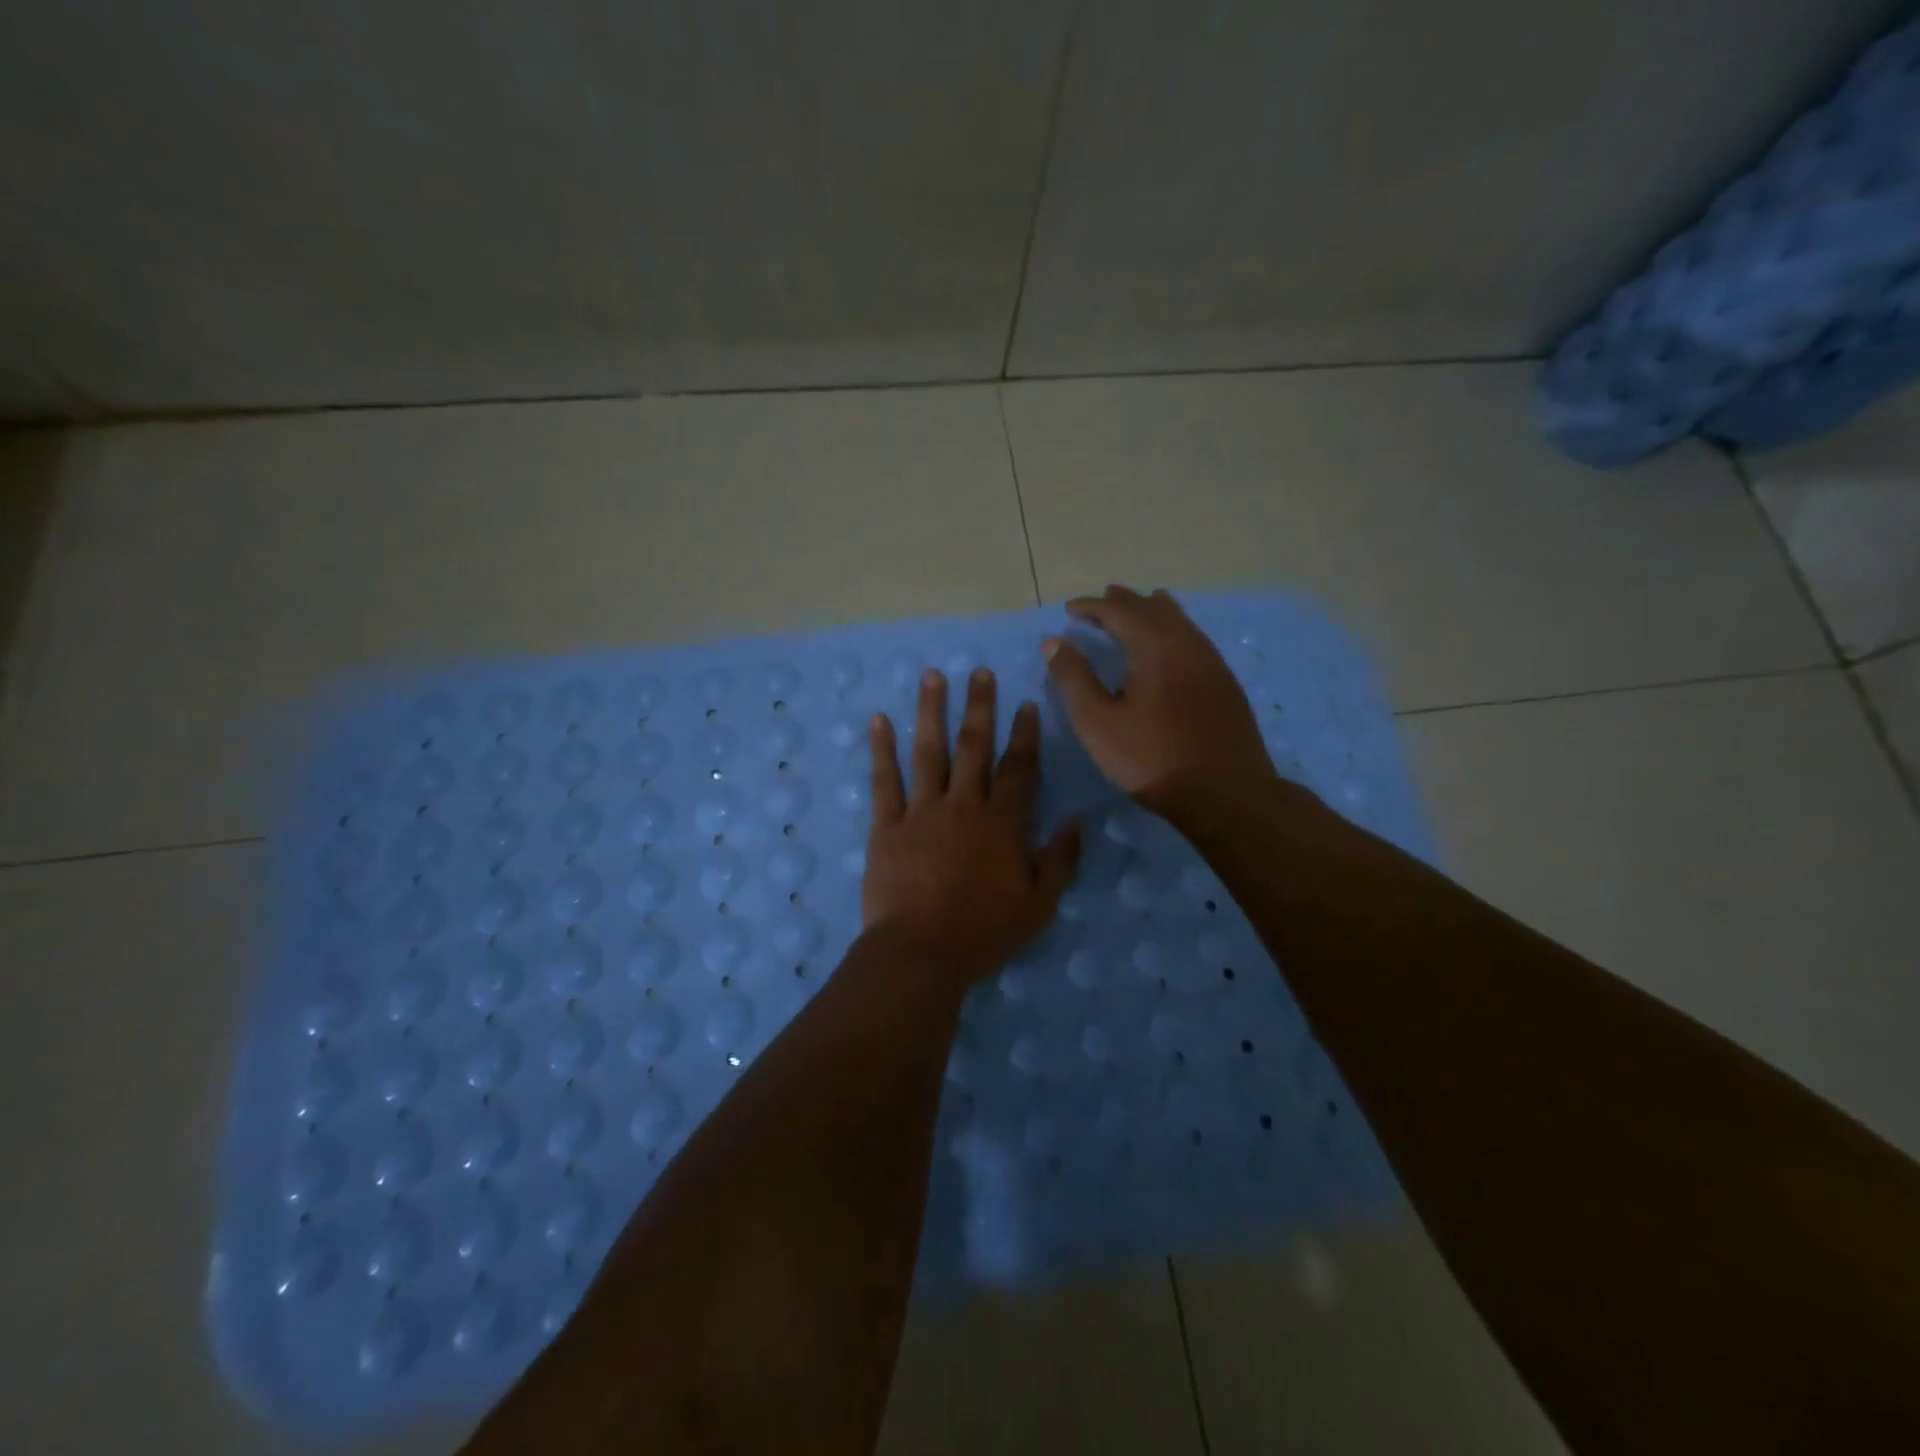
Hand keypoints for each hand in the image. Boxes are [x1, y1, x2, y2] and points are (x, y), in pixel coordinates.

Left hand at [864, 668, 1081, 985]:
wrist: (920, 953)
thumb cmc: (984, 932)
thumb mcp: (1039, 904)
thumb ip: (1061, 859)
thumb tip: (1079, 820)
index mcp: (1002, 822)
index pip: (1018, 768)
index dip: (1024, 734)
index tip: (1025, 704)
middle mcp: (962, 805)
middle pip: (973, 746)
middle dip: (979, 706)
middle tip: (979, 671)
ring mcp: (921, 811)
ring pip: (928, 751)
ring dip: (931, 711)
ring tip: (932, 677)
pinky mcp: (886, 826)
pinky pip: (884, 780)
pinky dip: (881, 749)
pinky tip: (879, 721)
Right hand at [1044, 585, 1274, 801]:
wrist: (1226, 793)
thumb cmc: (1152, 759)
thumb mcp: (1098, 723)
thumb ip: (1074, 679)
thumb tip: (1054, 641)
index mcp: (1154, 647)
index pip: (1119, 610)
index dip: (1092, 606)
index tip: (1069, 610)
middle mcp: (1186, 643)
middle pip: (1152, 608)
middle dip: (1123, 602)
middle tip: (1099, 604)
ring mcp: (1211, 661)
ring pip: (1179, 620)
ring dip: (1150, 612)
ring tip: (1134, 613)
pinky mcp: (1225, 682)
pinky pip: (1193, 638)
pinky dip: (1171, 630)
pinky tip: (1167, 649)